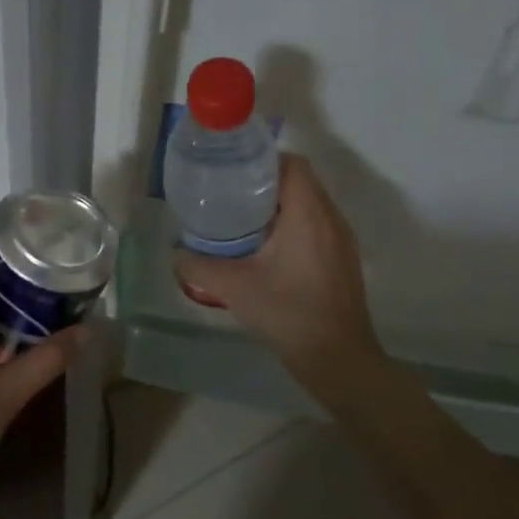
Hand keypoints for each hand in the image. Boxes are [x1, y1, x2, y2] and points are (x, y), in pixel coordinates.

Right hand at [174, 154, 384, 382]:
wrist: (337, 358)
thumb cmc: (288, 313)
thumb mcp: (234, 288)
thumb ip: (198, 266)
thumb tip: (175, 252)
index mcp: (309, 214)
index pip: (292, 164)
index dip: (263, 160)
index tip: (233, 171)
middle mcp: (331, 219)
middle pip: (300, 182)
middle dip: (265, 182)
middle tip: (229, 194)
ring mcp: (341, 241)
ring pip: (309, 205)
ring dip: (279, 205)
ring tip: (243, 219)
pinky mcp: (343, 260)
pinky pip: (317, 226)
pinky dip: (292, 225)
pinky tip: (266, 249)